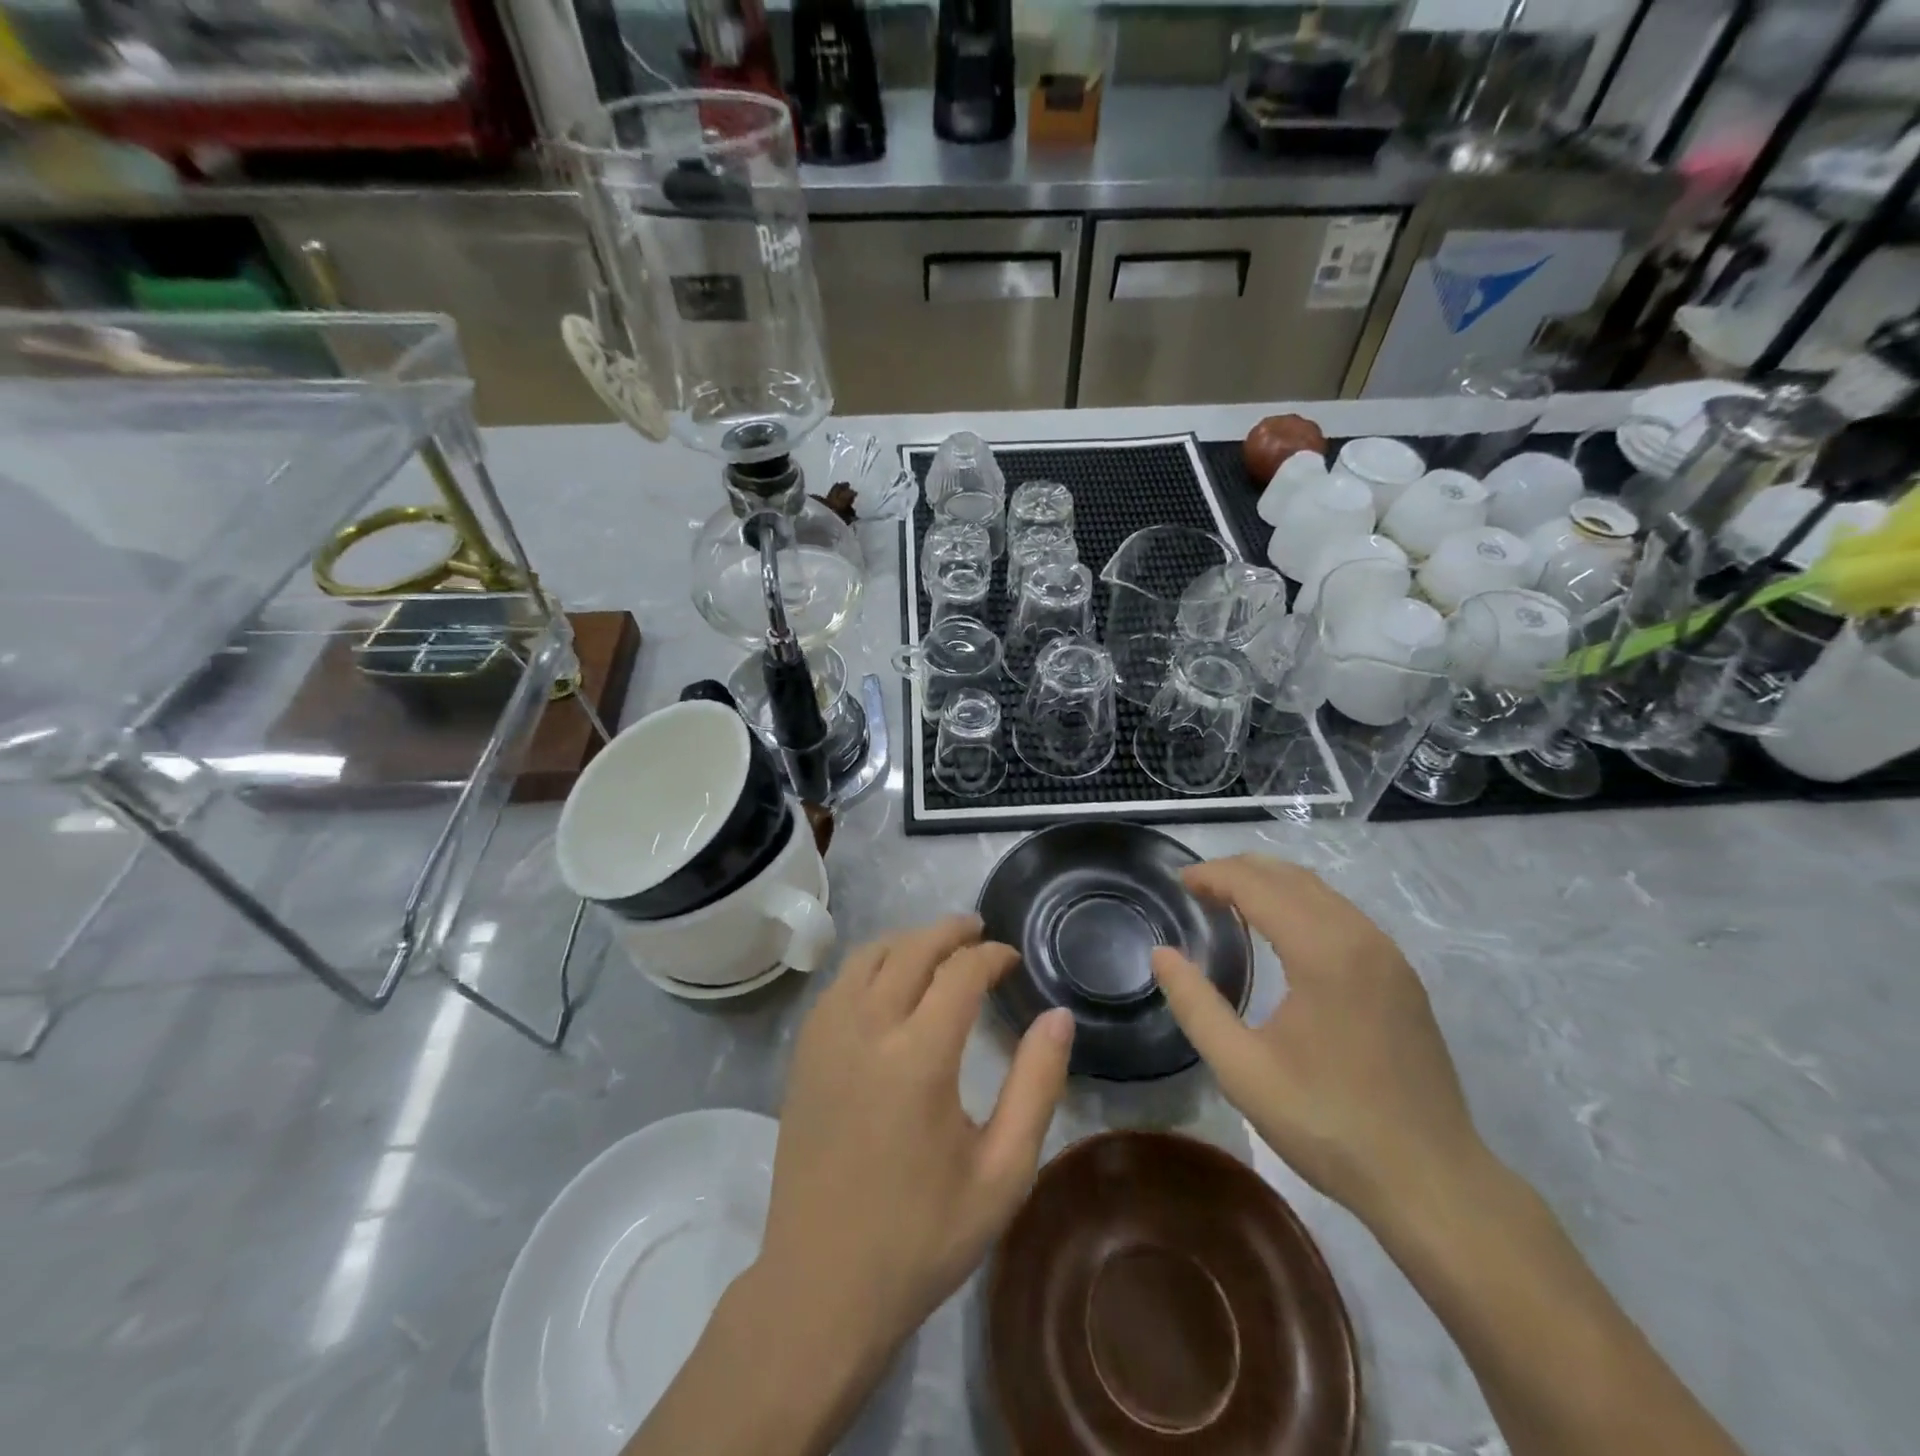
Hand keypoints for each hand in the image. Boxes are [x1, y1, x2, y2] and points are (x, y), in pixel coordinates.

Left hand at [756, 914, 1073, 1365]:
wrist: (822, 1286)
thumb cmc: (922, 1236)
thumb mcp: (1002, 1173)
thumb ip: (1036, 1086)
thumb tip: (1058, 1017)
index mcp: (918, 1056)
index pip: (960, 971)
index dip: (991, 955)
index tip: (1012, 961)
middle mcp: (867, 1029)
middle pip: (911, 948)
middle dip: (950, 931)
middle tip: (978, 932)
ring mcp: (826, 1037)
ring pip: (868, 956)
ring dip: (907, 941)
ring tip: (937, 949)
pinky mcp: (803, 1054)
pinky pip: (840, 983)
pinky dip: (871, 965)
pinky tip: (888, 984)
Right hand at [1150, 855, 1485, 1228]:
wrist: (1432, 1181)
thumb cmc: (1328, 1124)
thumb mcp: (1243, 1070)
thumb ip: (1195, 1005)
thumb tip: (1161, 955)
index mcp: (1324, 952)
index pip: (1258, 886)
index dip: (1214, 875)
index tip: (1179, 881)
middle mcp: (1361, 938)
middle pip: (1292, 877)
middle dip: (1240, 870)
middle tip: (1198, 886)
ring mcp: (1389, 956)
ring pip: (1321, 892)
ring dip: (1272, 885)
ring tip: (1230, 900)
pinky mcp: (1402, 977)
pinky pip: (1343, 915)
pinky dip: (1302, 905)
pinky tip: (1281, 932)